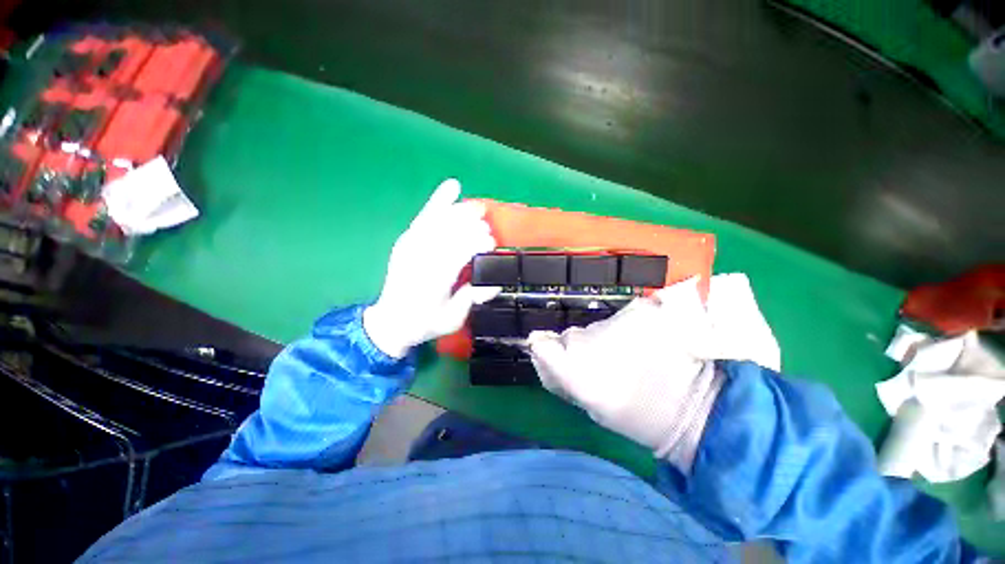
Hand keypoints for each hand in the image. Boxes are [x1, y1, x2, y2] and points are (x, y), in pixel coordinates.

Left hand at [364, 179, 499, 357]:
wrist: (391, 321)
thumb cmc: (425, 323)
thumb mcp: (454, 318)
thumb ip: (474, 297)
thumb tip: (496, 281)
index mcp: (435, 278)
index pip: (461, 249)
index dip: (480, 242)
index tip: (493, 244)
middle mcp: (421, 257)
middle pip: (453, 230)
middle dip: (474, 226)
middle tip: (488, 230)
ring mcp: (411, 245)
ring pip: (441, 219)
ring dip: (463, 212)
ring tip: (478, 209)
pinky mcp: (406, 240)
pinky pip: (425, 216)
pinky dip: (439, 201)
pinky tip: (452, 186)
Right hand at [527, 278, 723, 468]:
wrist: (696, 407)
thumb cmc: (639, 416)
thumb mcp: (590, 404)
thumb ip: (562, 376)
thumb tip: (543, 351)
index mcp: (574, 369)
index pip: (541, 344)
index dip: (546, 349)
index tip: (557, 356)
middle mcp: (588, 340)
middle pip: (571, 335)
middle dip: (583, 347)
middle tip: (606, 365)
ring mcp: (614, 321)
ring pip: (596, 327)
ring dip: (605, 338)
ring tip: (630, 356)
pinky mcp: (638, 309)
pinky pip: (620, 316)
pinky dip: (627, 327)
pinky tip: (646, 343)